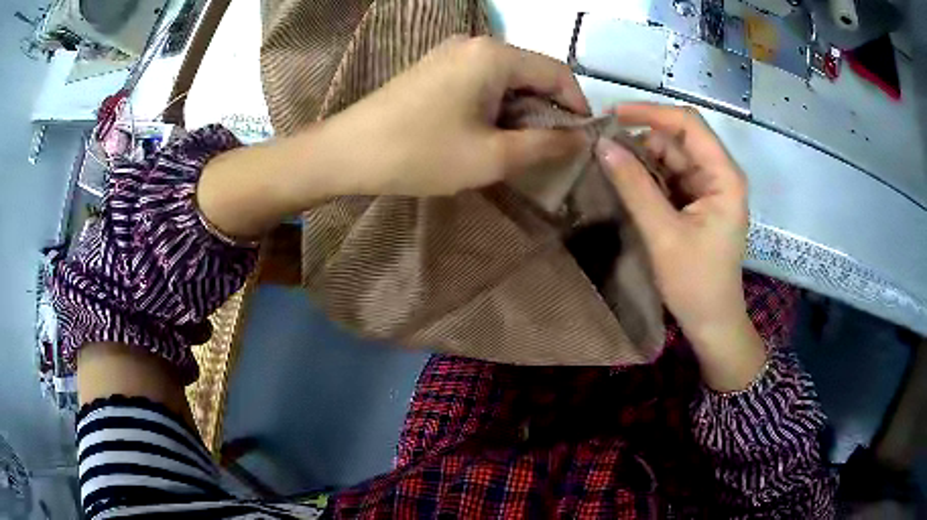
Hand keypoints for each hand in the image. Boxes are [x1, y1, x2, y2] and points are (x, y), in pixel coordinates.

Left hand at [307, 36, 589, 196]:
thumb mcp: (492, 157)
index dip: (577, 107)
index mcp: (494, 55)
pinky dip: (496, 106)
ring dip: (521, 111)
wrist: (347, 152)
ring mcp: (452, 53)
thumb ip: (545, 145)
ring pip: (507, 79)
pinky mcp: (436, 67)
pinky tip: (487, 132)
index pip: (558, 73)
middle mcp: (476, 44)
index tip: (581, 141)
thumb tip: (581, 139)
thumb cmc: (420, 154)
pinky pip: (482, 81)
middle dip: (547, 111)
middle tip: (548, 151)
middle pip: (532, 73)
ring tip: (517, 147)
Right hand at [596, 103, 764, 390]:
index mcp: (723, 177)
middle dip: (641, 138)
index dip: (650, 113)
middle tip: (600, 147)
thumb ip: (634, 186)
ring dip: (640, 158)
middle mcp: (718, 174)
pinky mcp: (696, 202)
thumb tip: (601, 145)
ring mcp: (707, 188)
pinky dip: (646, 177)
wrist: (711, 323)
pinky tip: (623, 182)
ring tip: (606, 165)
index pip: (688, 124)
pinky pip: (669, 177)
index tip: (611, 116)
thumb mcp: (663, 234)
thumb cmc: (696, 283)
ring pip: (670, 157)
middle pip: (678, 138)